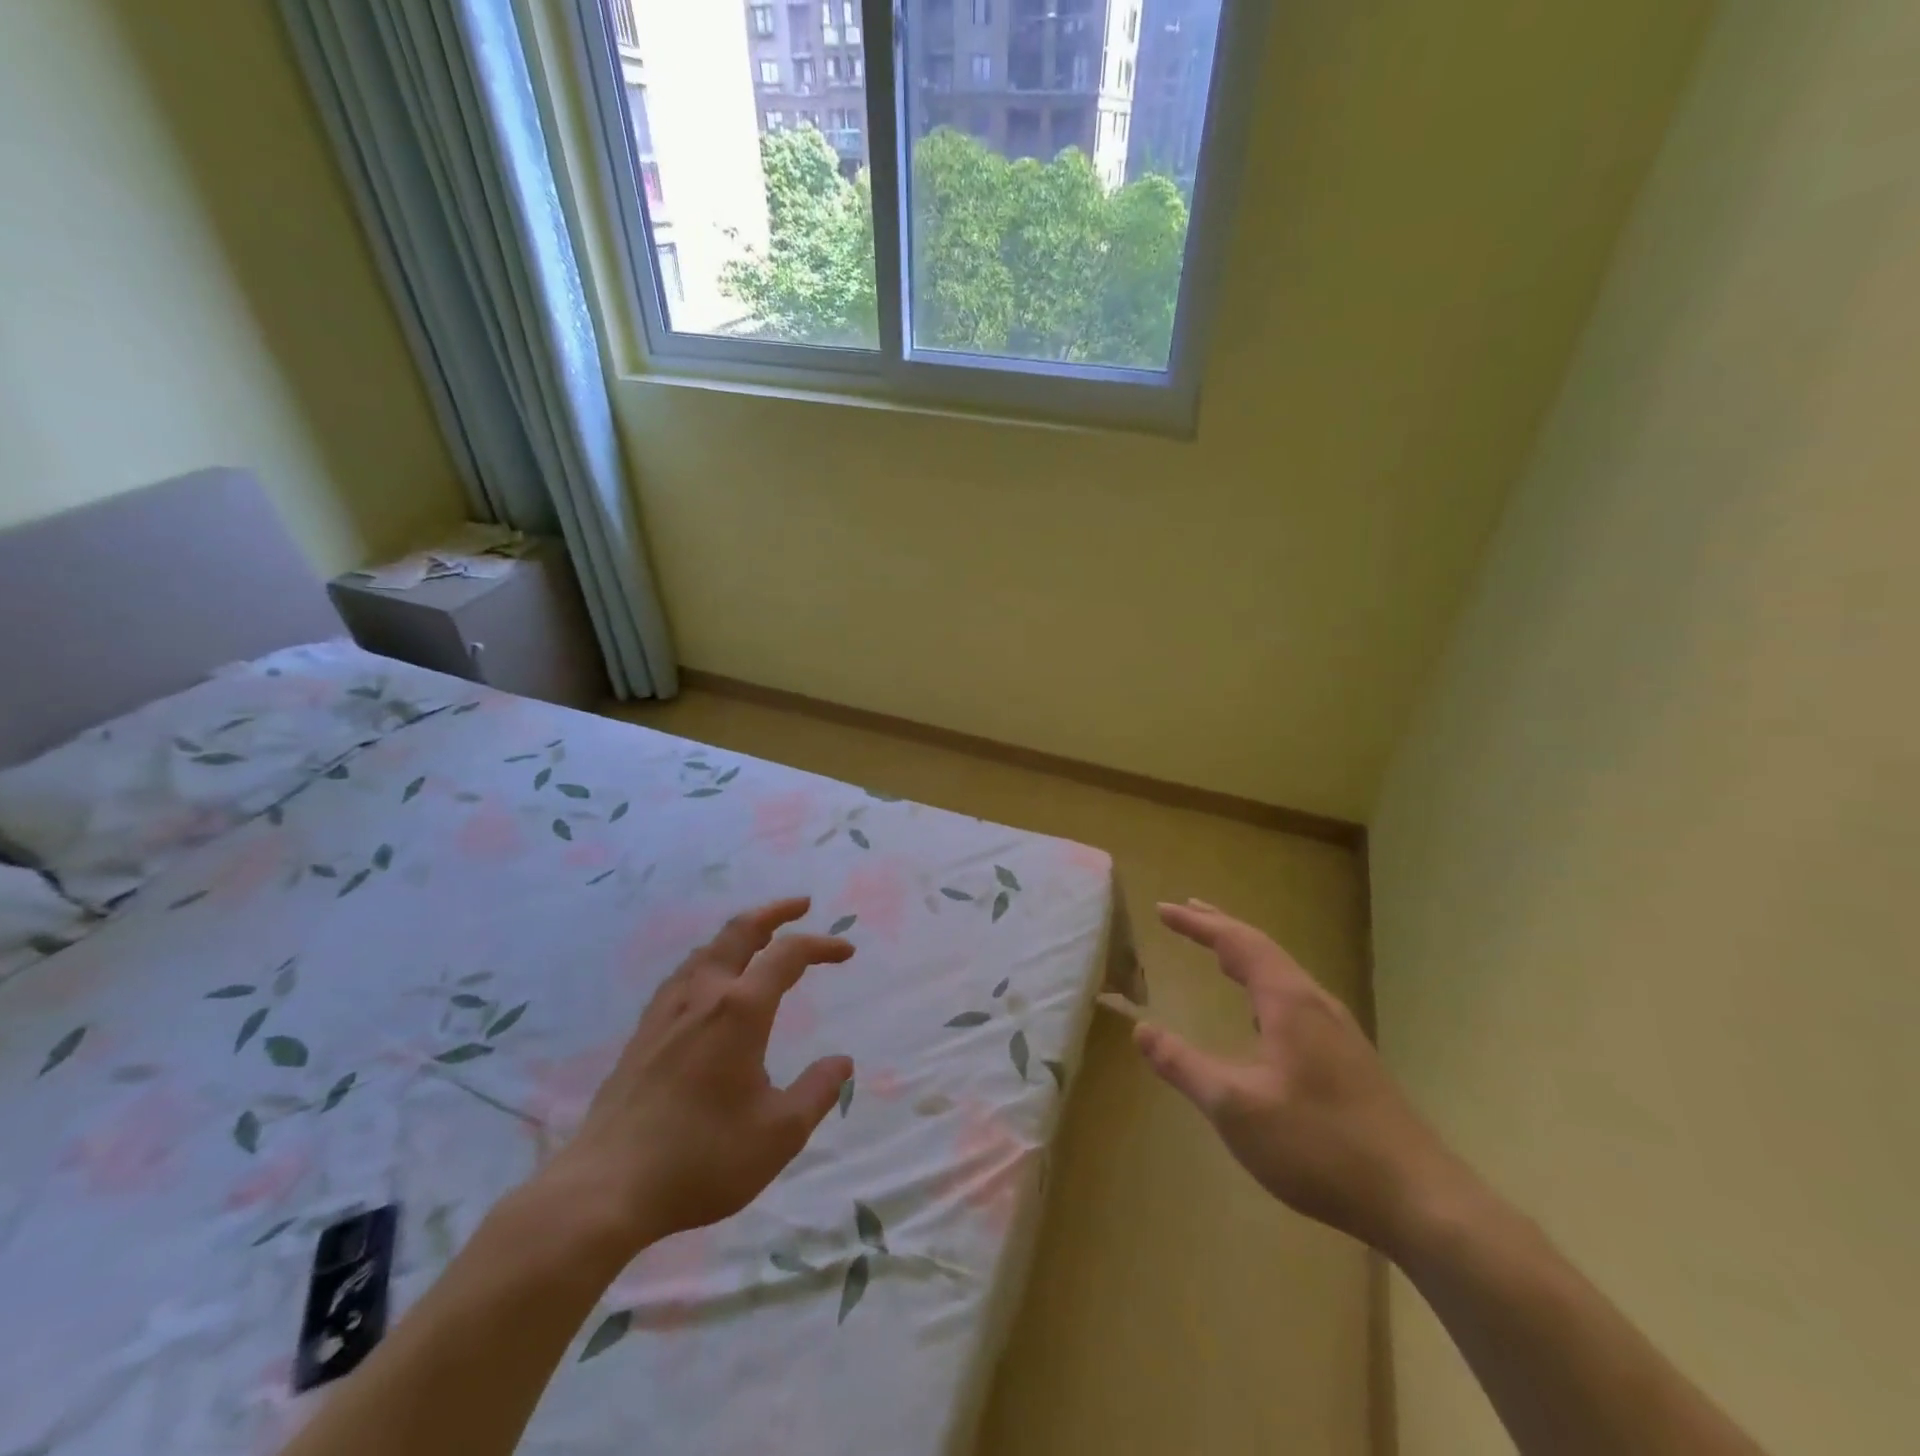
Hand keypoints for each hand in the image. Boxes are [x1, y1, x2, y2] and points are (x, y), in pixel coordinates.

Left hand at [534, 898, 853, 1259]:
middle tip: (801, 905)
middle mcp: (703, 996)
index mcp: (740, 1010)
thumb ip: (817, 1091)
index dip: (821, 945)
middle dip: (774, 912)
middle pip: (739, 932)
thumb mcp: (779, 1134)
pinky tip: (707, 984)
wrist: (606, 1189)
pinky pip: (683, 975)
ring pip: (707, 950)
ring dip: (739, 934)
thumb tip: (842, 1062)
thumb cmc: (702, 1158)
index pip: (788, 955)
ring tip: (759, 940)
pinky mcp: (643, 1034)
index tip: (846, 952)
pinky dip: (710, 960)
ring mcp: (666, 1012)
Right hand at [1133, 899, 1459, 1252]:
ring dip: (1245, 956)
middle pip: (1263, 949)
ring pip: (1282, 975)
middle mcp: (1315, 1003)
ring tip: (1218, 953)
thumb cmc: (1320, 1146)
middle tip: (1187, 912)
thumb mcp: (1235, 1108)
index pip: (1237, 942)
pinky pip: (1294, 1000)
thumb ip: (1184, 1065)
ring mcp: (1338, 1031)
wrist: (1420, 1201)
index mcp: (1289, 1002)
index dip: (1198, 923)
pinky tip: (1260, 1017)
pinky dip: (1263, 986)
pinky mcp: (1349, 1059)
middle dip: (1221, 928)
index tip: (1164, 909)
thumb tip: (1141, 1029)